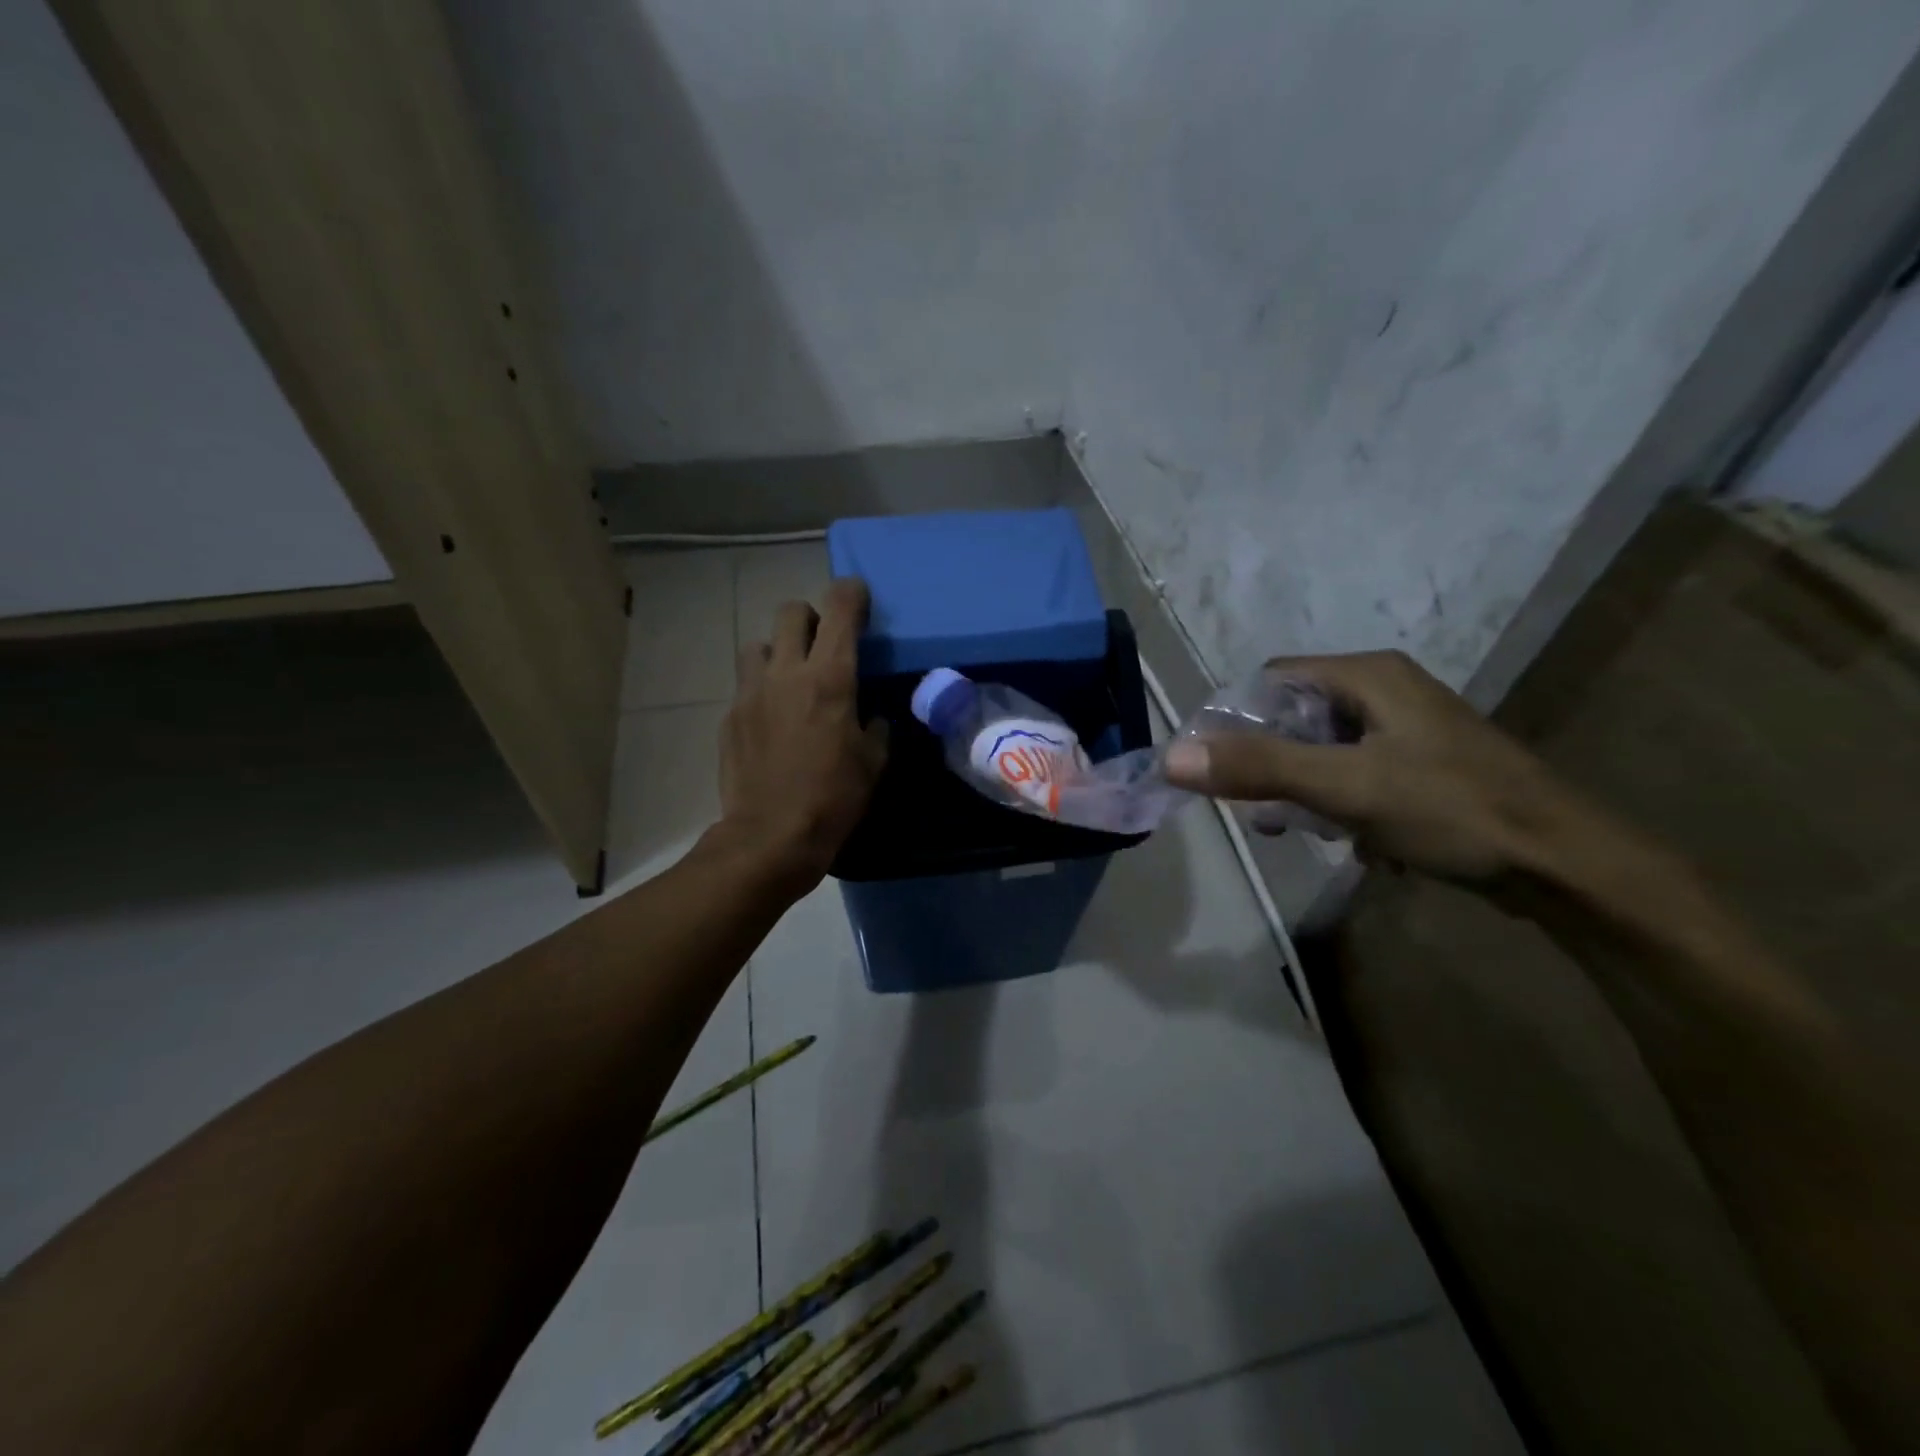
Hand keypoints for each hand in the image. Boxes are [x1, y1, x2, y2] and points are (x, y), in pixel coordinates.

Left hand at [715, 577, 888, 895]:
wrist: (770, 836)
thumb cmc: (834, 798)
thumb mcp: (873, 762)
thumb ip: (876, 727)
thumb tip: (872, 716)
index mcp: (829, 678)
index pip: (839, 609)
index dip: (851, 593)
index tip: (858, 596)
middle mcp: (786, 673)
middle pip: (790, 612)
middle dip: (810, 617)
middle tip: (823, 644)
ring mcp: (751, 692)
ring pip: (759, 644)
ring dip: (779, 651)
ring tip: (791, 681)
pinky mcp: (730, 716)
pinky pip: (746, 685)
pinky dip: (763, 691)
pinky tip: (773, 722)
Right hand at [1162, 650, 1596, 882]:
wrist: (1565, 865)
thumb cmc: (1451, 810)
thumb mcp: (1345, 787)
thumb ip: (1258, 768)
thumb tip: (1171, 758)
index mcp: (1368, 675)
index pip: (1272, 679)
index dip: (1235, 719)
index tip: (1218, 768)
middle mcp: (1387, 690)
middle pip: (1296, 715)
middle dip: (1271, 762)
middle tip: (1262, 809)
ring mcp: (1409, 729)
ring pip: (1325, 749)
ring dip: (1304, 788)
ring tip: (1302, 830)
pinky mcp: (1424, 765)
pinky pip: (1357, 773)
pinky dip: (1341, 802)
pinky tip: (1352, 841)